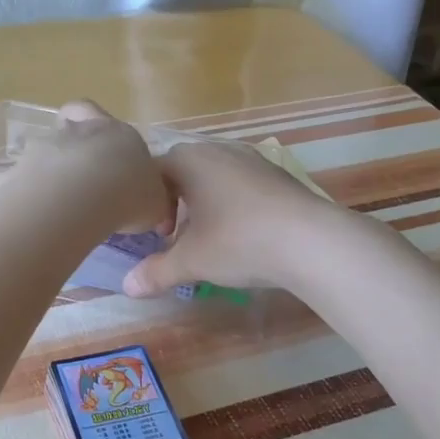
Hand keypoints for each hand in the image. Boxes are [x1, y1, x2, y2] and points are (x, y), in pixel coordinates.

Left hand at [0, 101, 172, 237]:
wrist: (88, 195)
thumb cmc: (131, 193)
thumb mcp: (156, 202)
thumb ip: (154, 201)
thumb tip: (155, 209)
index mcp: (115, 133)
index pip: (96, 112)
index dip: (95, 124)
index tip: (100, 149)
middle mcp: (76, 133)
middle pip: (65, 125)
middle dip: (67, 144)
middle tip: (76, 173)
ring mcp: (42, 149)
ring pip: (36, 151)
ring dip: (40, 170)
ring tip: (47, 201)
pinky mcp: (16, 173)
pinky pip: (6, 180)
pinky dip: (10, 191)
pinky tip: (16, 212)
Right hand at [123, 139, 343, 295]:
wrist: (312, 241)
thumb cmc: (239, 241)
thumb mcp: (192, 261)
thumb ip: (157, 272)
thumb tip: (127, 288)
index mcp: (191, 161)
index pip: (153, 171)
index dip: (147, 202)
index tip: (159, 233)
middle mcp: (219, 151)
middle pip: (184, 170)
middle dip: (176, 201)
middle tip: (178, 234)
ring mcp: (253, 160)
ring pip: (215, 176)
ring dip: (205, 203)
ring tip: (210, 236)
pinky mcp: (279, 176)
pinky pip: (243, 183)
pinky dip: (233, 204)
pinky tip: (244, 234)